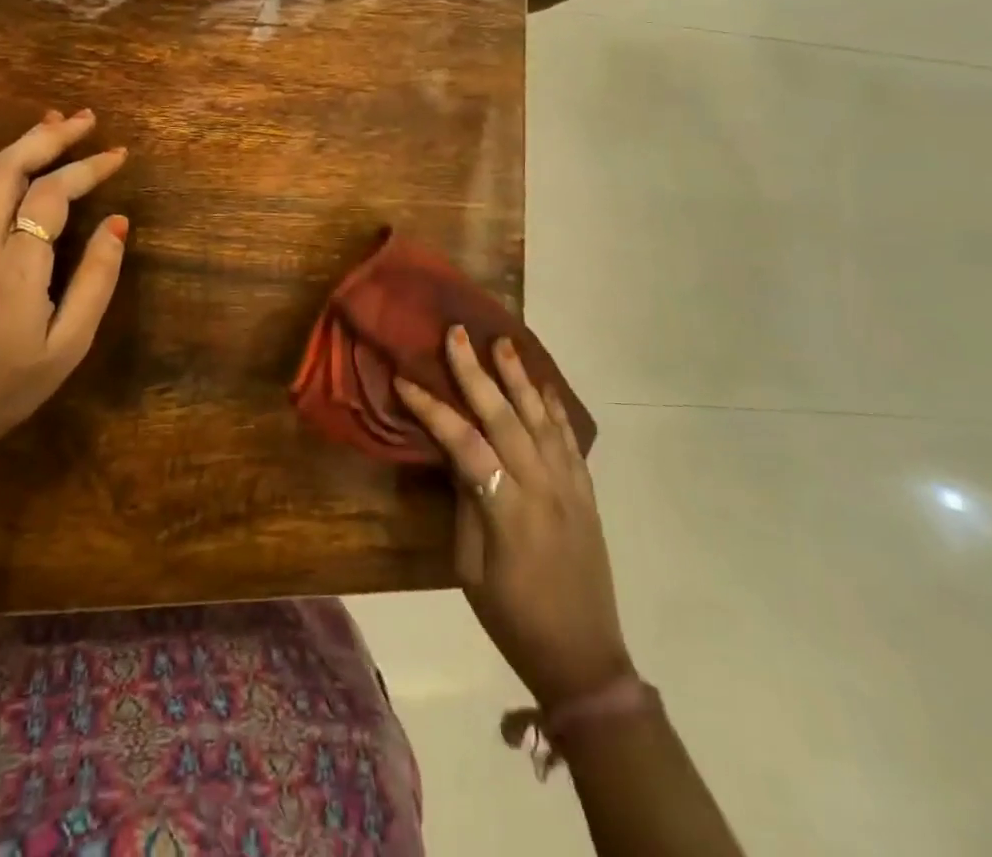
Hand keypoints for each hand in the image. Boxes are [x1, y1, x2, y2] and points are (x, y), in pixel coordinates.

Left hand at [0, 109, 129, 468]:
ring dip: (23, 144)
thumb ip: (95, 282)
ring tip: (56, 122)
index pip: (50, 197)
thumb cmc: (8, 388)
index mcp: (14, 270)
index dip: (87, 169)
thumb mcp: (67, 346)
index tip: (120, 155)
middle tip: (88, 118)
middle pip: (10, 170)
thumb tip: (118, 223)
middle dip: (50, 137)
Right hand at [396, 329, 631, 708]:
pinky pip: (569, 441)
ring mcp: (569, 488)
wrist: (583, 657)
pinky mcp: (586, 494)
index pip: (464, 444)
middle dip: (478, 373)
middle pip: (505, 418)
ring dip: (520, 378)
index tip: (405, 380)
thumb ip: (466, 503)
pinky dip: (554, 409)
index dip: (433, 409)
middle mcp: (541, 488)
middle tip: (459, 334)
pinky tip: (543, 387)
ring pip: (541, 419)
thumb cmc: (512, 617)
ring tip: (503, 343)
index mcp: (506, 510)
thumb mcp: (471, 568)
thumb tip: (454, 454)